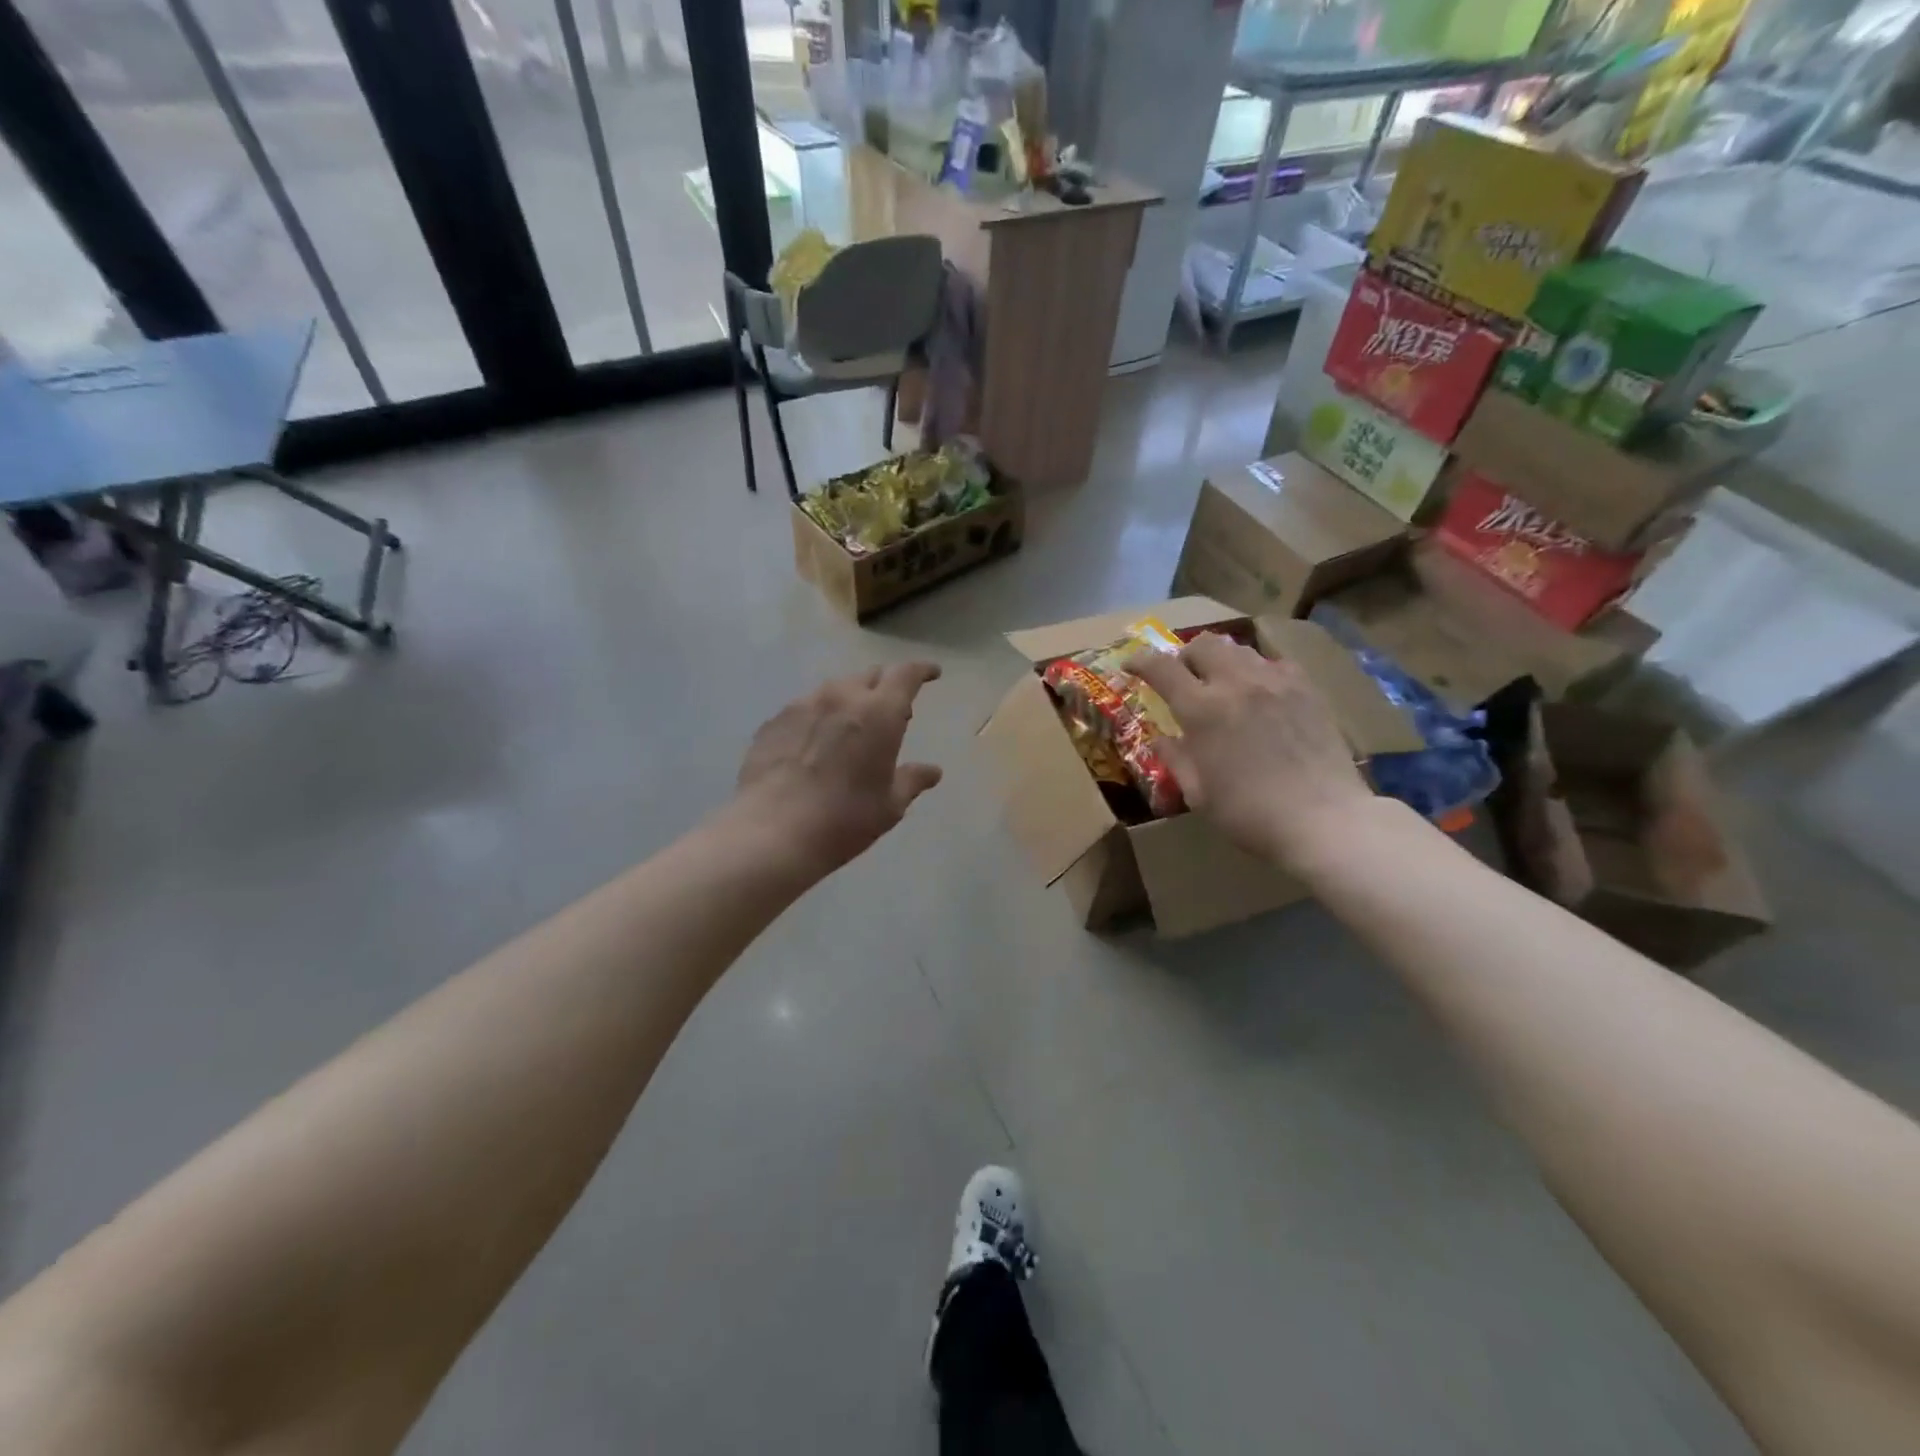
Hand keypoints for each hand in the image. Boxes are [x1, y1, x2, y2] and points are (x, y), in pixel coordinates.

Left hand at [733, 662, 943, 873]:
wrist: (772, 832)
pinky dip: (819, 717)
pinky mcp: (773, 721)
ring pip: (834, 689)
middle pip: (869, 676)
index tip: (932, 673)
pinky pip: (805, 708)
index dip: (922, 670)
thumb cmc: (844, 818)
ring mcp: (802, 705)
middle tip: (893, 711)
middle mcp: (841, 697)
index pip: (906, 674)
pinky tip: (815, 743)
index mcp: (879, 713)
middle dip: (886, 687)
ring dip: (850, 700)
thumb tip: (932, 771)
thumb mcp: (889, 805)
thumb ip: (912, 780)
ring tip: (852, 726)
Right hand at [1129, 633, 1373, 870]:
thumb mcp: (1199, 794)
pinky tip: (1260, 694)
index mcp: (1202, 710)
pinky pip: (1274, 663)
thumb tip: (1160, 739)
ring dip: (1220, 660)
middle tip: (1182, 677)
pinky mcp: (1307, 688)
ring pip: (1239, 649)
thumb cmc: (1250, 814)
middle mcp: (1236, 683)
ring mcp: (1276, 682)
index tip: (1131, 665)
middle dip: (1184, 656)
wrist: (1324, 819)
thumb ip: (1175, 759)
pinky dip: (1257, 670)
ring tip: (1221, 683)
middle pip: (1202, 644)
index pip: (1161, 668)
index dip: (1141, 661)